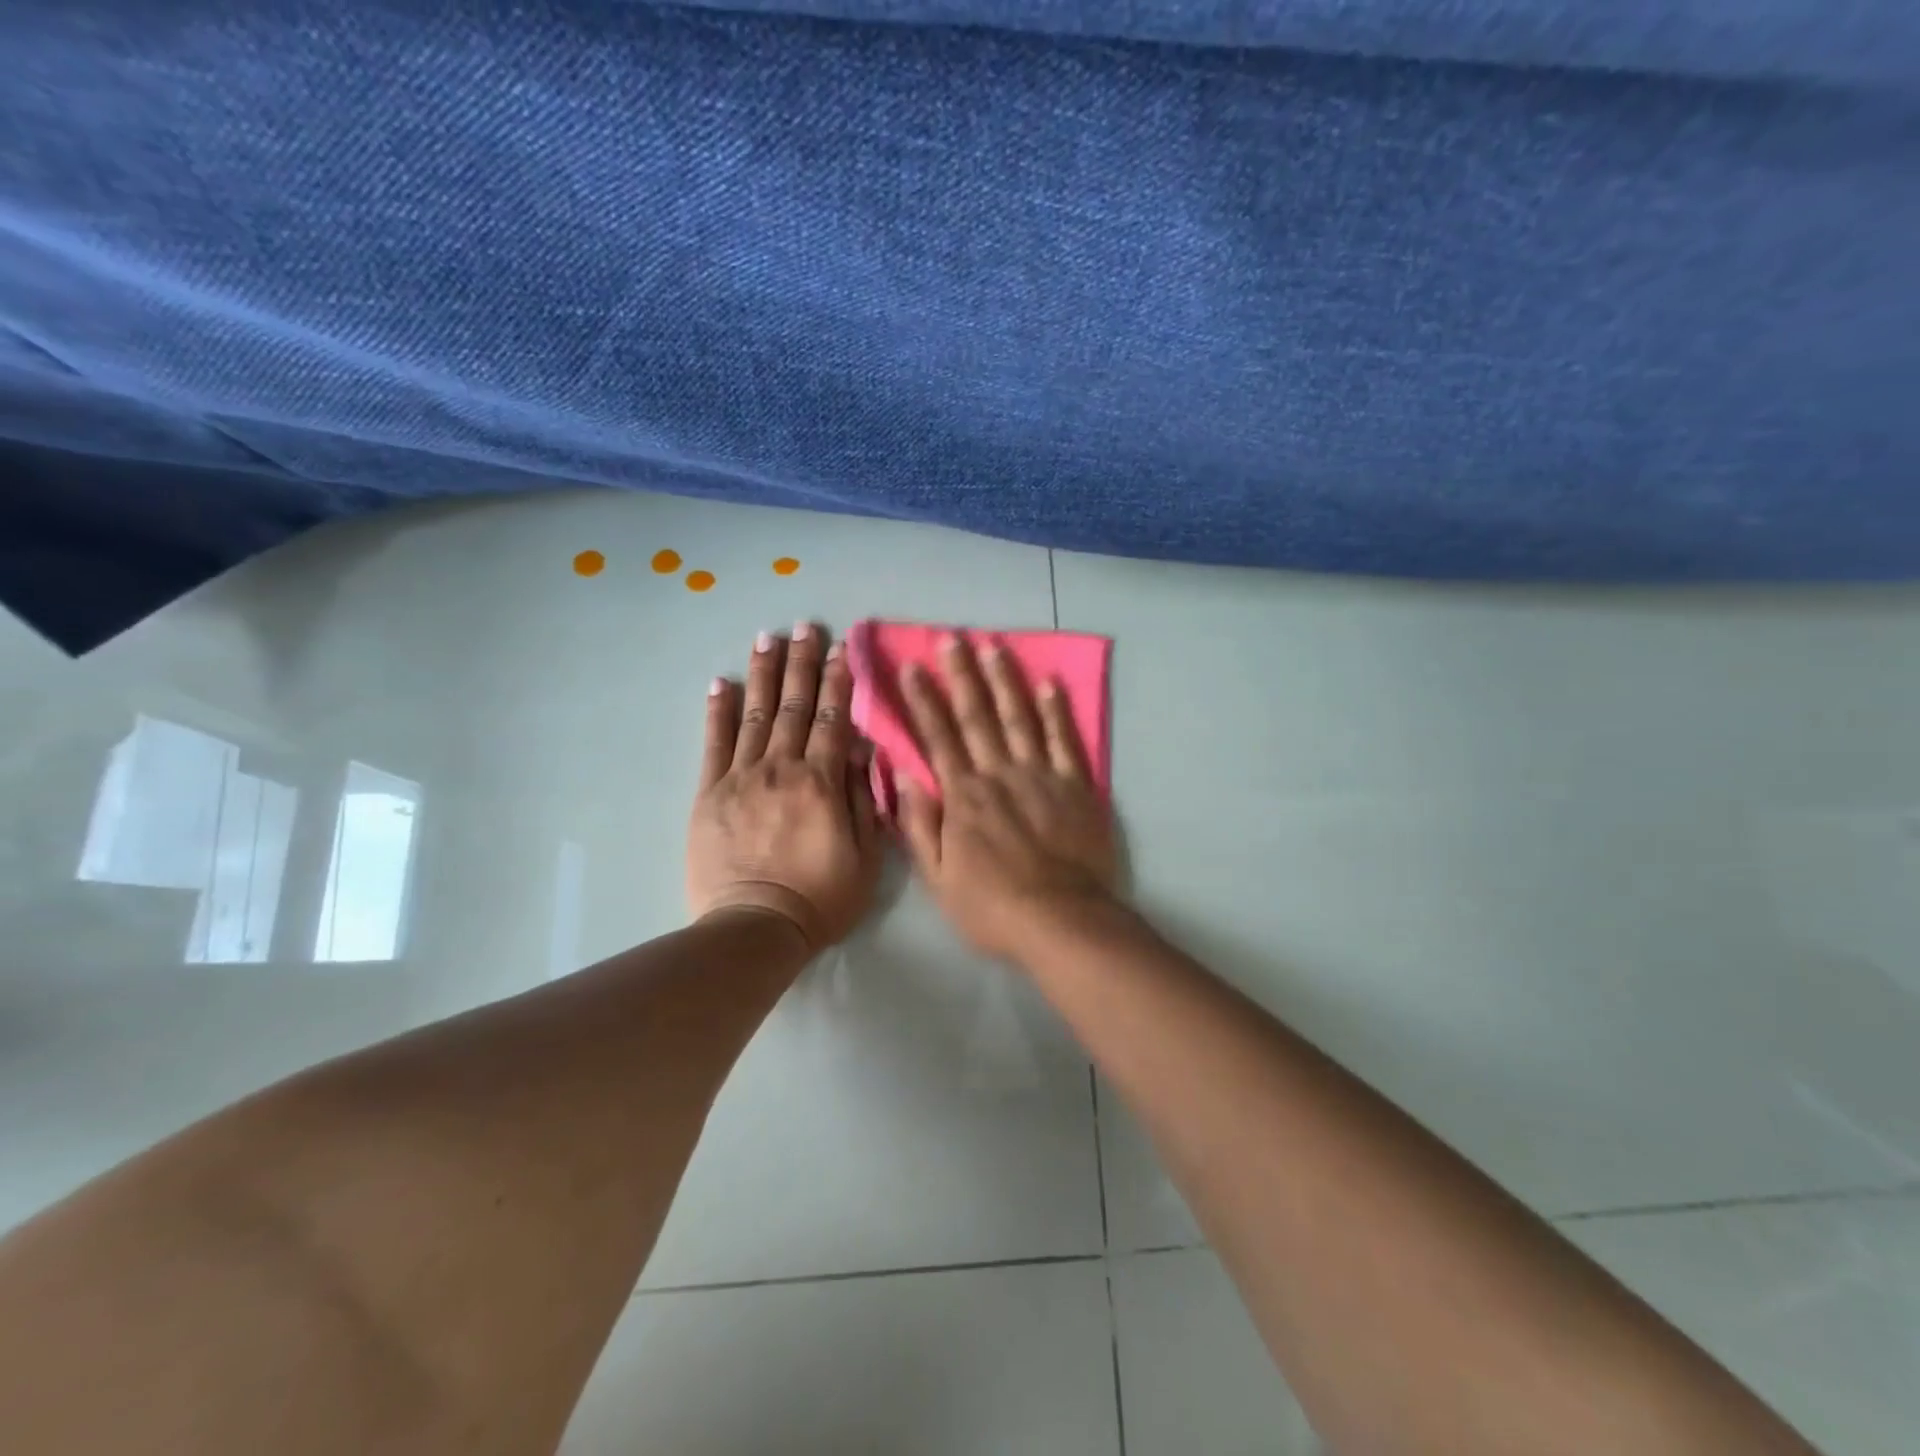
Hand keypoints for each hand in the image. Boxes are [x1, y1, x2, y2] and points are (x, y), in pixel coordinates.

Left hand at [688, 624, 883, 953]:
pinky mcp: (709, 794)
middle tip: (803, 626)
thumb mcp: (866, 856)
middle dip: (800, 664)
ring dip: (762, 674)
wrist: (756, 927)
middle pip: (794, 707)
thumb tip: (863, 751)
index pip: (834, 719)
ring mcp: (741, 778)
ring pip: (755, 715)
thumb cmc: (821, 897)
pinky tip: (721, 683)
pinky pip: (713, 744)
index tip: (839, 648)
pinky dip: (717, 711)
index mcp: (822, 782)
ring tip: (766, 638)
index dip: (837, 681)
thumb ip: (864, 799)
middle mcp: (782, 768)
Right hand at [897, 636, 1118, 961]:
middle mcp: (999, 774)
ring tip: (995, 646)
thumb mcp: (937, 878)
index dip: (923, 701)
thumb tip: (900, 776)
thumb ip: (919, 826)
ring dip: (1005, 681)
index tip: (912, 667)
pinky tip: (1049, 683)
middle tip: (952, 638)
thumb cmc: (992, 907)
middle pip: (977, 717)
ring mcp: (1040, 776)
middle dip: (962, 675)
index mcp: (963, 797)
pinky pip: (1064, 741)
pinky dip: (1056, 711)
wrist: (1061, 921)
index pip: (938, 738)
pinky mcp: (1076, 786)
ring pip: (1019, 718)